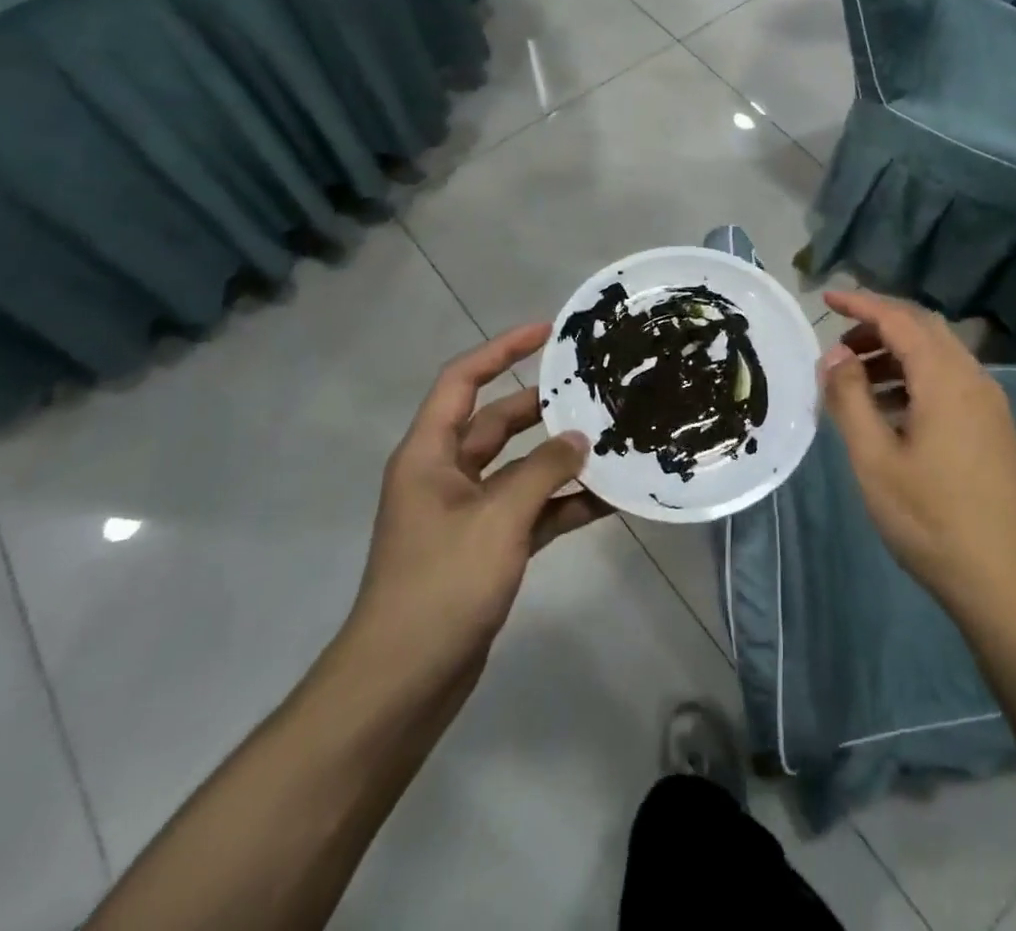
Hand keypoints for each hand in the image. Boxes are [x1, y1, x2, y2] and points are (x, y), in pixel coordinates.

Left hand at [338, 323, 613, 708]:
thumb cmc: (441, 585)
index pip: (463, 381)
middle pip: (497, 423)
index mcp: (430, 454)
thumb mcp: (498, 519)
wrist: (403, 683)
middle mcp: (446, 475)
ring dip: (560, 459)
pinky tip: (608, 500)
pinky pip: (531, 510)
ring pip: (520, 468)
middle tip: (594, 390)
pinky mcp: (487, 548)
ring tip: (612, 440)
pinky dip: (563, 503)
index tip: (547, 332)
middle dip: (543, 407)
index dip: (502, 349)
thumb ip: (543, 471)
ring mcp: (468, 514)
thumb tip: (580, 438)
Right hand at [819, 290, 1015, 622]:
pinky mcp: (995, 428)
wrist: (1009, 582)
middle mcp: (974, 379)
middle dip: (879, 326)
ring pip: (939, 356)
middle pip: (924, 329)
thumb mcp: (875, 460)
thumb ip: (850, 399)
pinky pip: (951, 381)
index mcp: (946, 379)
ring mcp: (990, 404)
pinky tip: (892, 411)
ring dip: (897, 354)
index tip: (826, 297)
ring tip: (856, 381)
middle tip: (839, 345)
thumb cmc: (932, 520)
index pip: (899, 319)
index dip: (861, 303)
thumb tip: (834, 354)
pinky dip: (916, 379)